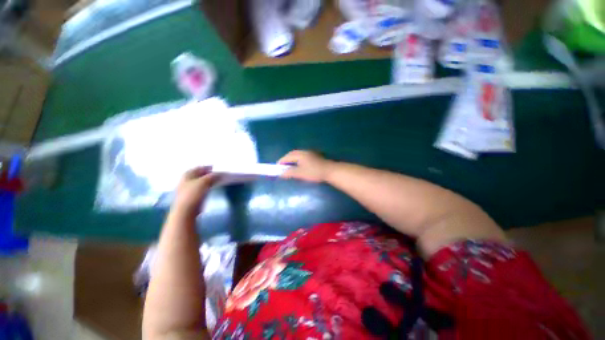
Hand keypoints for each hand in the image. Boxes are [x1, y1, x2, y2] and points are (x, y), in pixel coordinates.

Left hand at [172, 166, 219, 215]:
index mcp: (187, 174)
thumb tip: (220, 173)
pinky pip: (200, 189)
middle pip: (198, 175)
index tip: (217, 168)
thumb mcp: (204, 182)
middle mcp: (185, 180)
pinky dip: (206, 187)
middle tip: (218, 174)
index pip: (198, 168)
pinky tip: (211, 189)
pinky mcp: (190, 197)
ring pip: (199, 182)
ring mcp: (187, 190)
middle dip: (207, 174)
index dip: (207, 167)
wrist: (185, 211)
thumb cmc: (193, 194)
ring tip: (216, 181)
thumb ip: (212, 176)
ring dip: (207, 181)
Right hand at [278, 150, 334, 182]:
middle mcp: (304, 151)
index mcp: (300, 154)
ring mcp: (310, 153)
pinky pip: (302, 156)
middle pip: (292, 154)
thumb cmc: (314, 172)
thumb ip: (290, 173)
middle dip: (286, 159)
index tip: (277, 167)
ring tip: (289, 166)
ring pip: (298, 154)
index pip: (287, 157)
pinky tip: (299, 165)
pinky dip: (298, 159)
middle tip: (282, 166)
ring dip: (292, 159)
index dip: (281, 162)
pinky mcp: (314, 156)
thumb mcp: (301, 173)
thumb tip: (281, 174)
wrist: (330, 170)